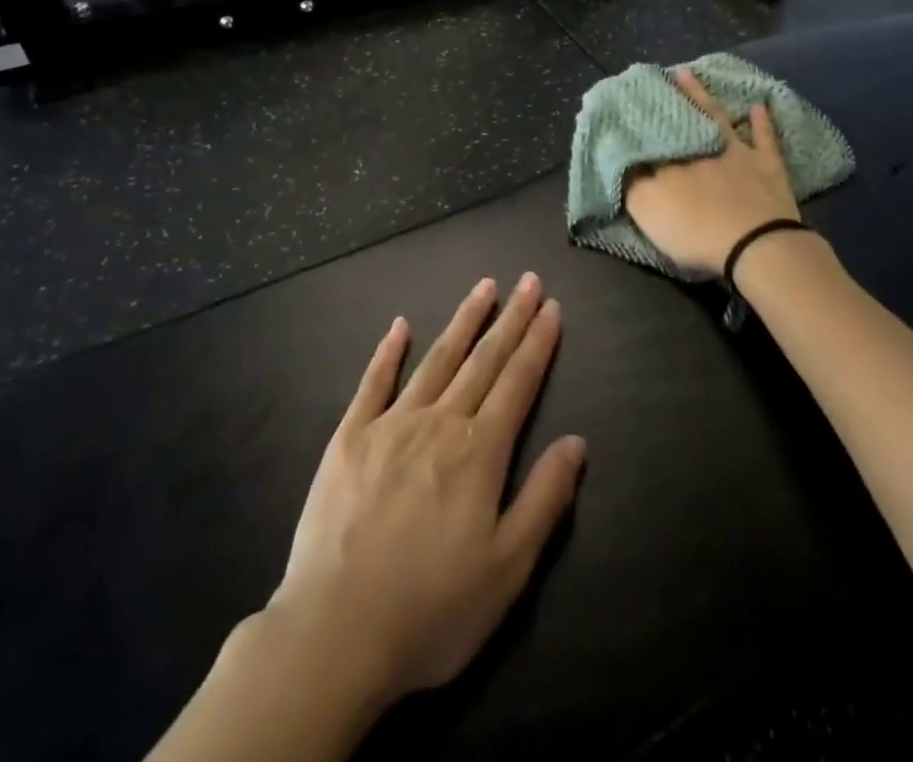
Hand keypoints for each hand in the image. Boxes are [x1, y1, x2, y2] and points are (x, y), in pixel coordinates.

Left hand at [268, 275, 585, 708]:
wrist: (336, 631)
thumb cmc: (432, 610)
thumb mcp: (508, 570)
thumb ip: (545, 499)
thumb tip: (576, 442)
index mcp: (479, 452)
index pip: (518, 382)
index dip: (537, 342)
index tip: (550, 306)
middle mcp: (439, 422)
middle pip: (483, 360)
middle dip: (509, 318)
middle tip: (527, 280)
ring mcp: (391, 423)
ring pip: (436, 359)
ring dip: (463, 321)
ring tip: (483, 287)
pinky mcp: (349, 436)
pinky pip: (374, 381)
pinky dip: (389, 350)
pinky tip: (400, 325)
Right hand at [622, 68, 801, 275]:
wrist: (754, 245)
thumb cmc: (694, 230)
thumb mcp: (647, 210)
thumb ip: (632, 184)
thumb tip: (623, 160)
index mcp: (670, 159)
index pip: (652, 132)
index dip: (642, 117)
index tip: (632, 99)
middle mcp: (701, 146)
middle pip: (683, 117)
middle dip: (674, 96)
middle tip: (665, 74)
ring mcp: (738, 153)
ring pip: (717, 117)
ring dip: (704, 96)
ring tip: (691, 75)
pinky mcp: (768, 167)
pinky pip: (763, 138)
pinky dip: (761, 122)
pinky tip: (759, 105)